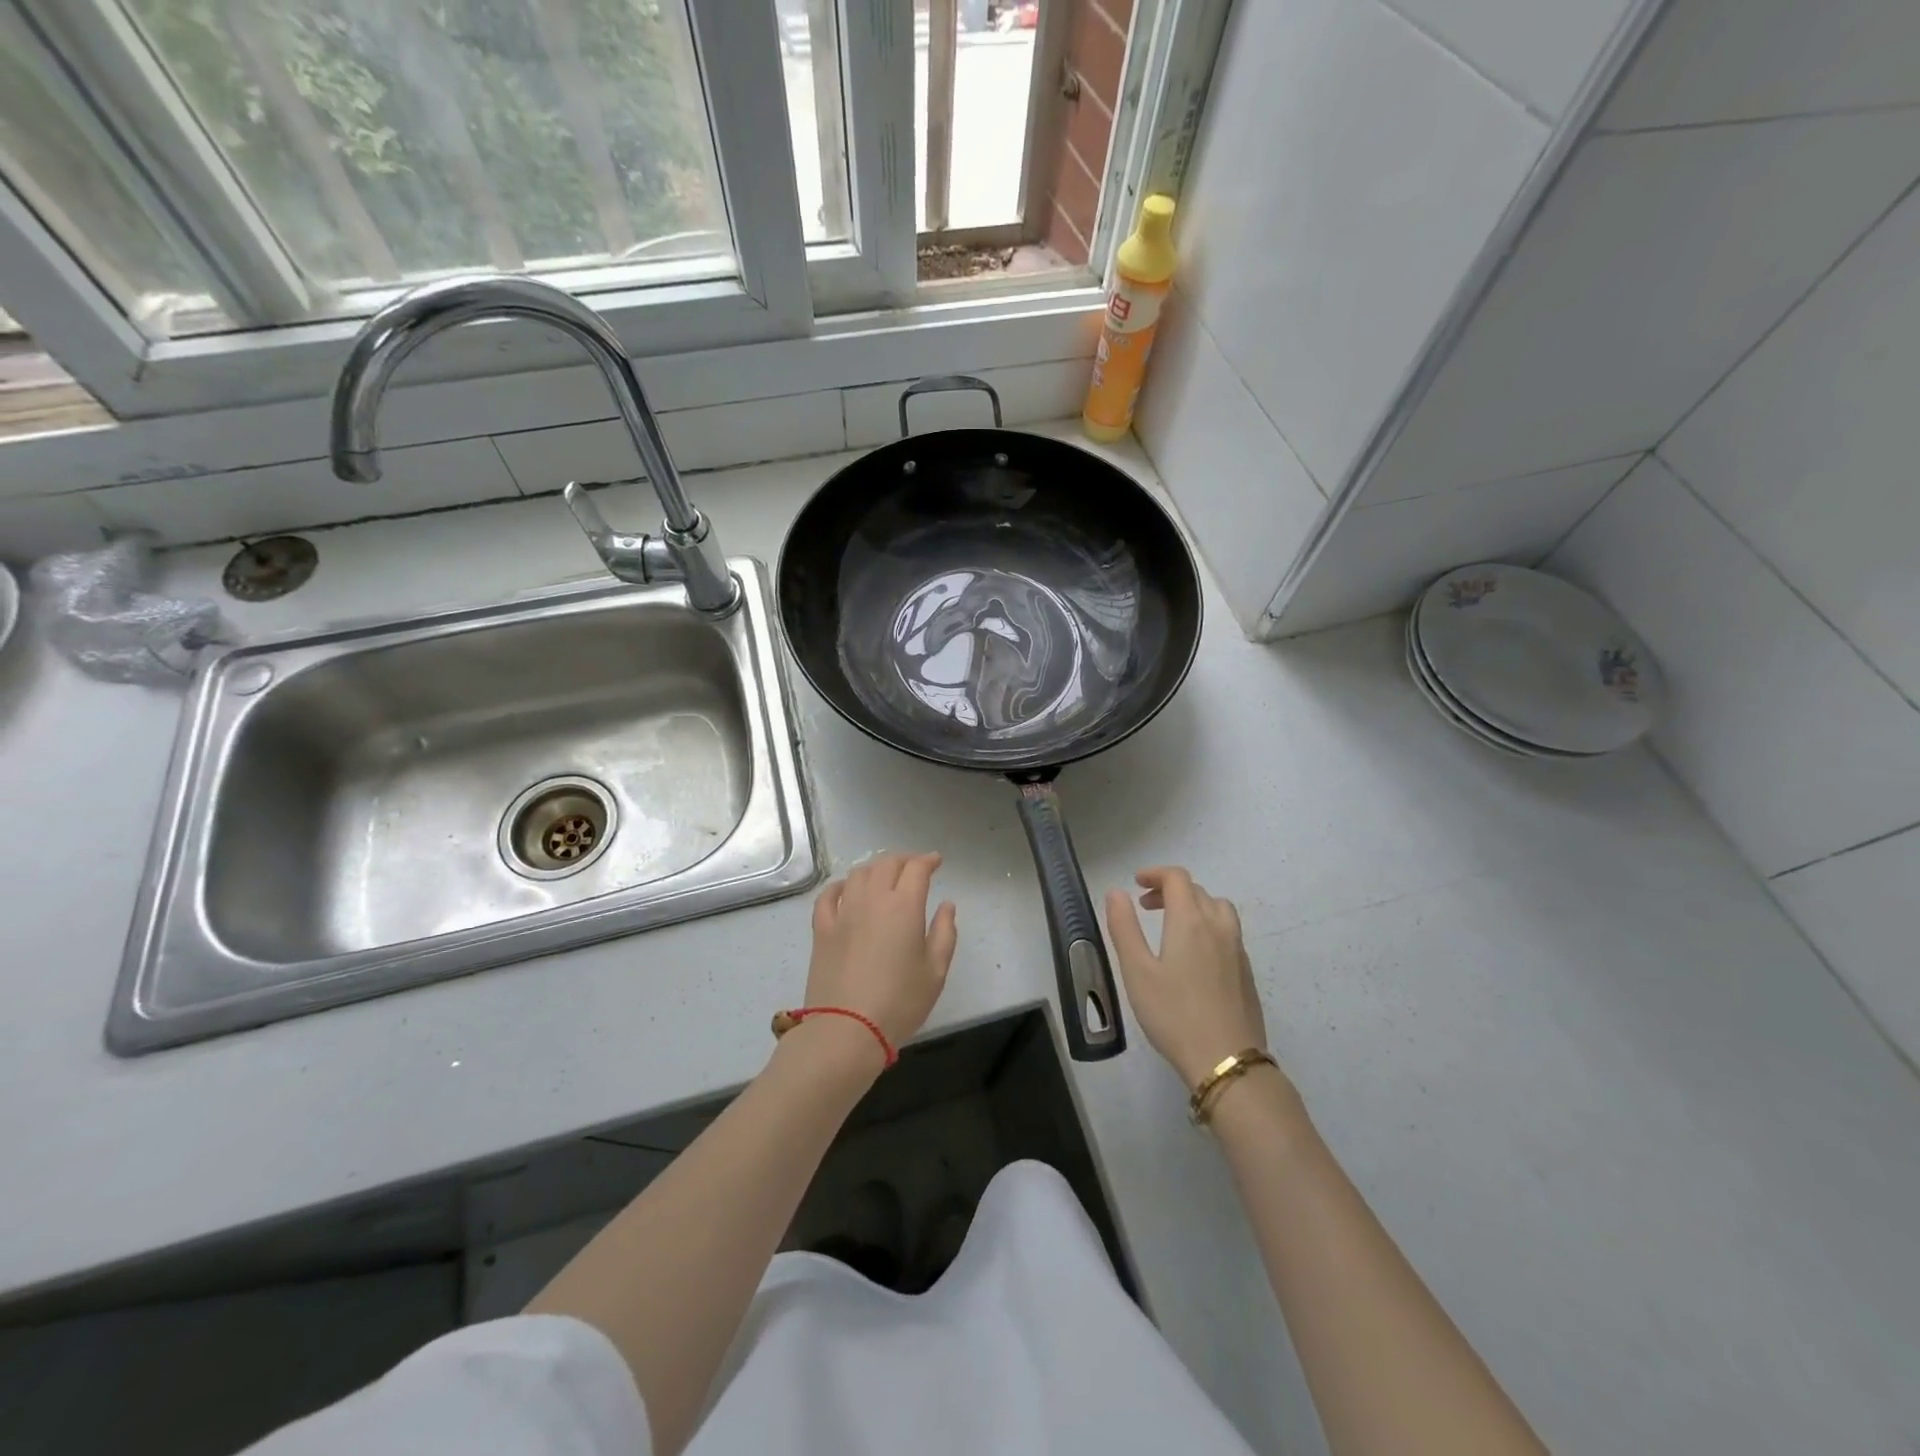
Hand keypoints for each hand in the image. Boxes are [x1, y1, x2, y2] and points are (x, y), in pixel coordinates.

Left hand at [803, 852, 957, 1049]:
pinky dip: (840, 886)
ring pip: (858, 874)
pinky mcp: (822, 929)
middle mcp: (872, 899)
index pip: (916, 868)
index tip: (936, 861)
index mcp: (904, 906)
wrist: (846, 1030)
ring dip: (875, 869)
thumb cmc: (899, 1002)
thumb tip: (946, 905)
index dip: (928, 860)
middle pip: (886, 864)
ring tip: (885, 876)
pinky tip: (846, 890)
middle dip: (904, 860)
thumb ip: (945, 932)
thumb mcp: (936, 971)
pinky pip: (829, 895)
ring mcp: (843, 912)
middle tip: (914, 867)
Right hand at [1106, 866, 1269, 1088]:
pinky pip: (1228, 932)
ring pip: (1218, 909)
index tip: (1136, 884)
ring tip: (1172, 926)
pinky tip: (1194, 956)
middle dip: (1169, 890)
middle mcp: (1218, 927)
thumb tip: (1117, 893)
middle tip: (1145, 907)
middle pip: (1197, 891)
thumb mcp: (1137, 971)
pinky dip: (1208, 927)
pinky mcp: (1246, 972)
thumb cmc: (1174, 1014)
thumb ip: (1124, 927)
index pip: (1177, 878)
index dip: (1155, 874)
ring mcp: (1237, 949)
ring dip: (1193, 905)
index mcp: (1191, 921)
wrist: (1226, 1060)